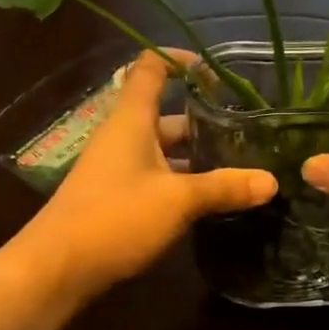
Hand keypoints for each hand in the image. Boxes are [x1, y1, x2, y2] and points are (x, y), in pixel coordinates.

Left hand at [11, 50, 276, 305]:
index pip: (151, 68)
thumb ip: (224, 187)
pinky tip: (212, 200)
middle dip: (206, 121)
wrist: (56, 269)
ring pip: (164, 151)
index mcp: (132, 120)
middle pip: (167, 116)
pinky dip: (183, 183)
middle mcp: (123, 136)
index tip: (216, 71)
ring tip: (242, 167)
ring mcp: (118, 168)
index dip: (180, 60)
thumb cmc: (115, 217)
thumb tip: (272, 181)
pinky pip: (157, 178)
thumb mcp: (177, 200)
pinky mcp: (117, 197)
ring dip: (198, 158)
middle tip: (249, 133)